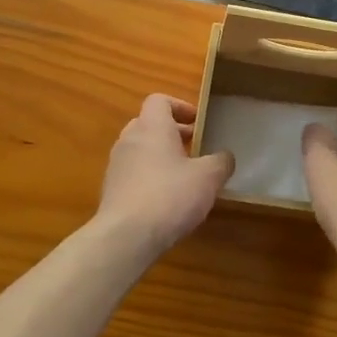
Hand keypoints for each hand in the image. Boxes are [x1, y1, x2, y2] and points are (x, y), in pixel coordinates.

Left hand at [95, 95, 234, 258]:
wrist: (126, 236)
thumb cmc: (170, 196)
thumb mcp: (208, 177)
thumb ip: (221, 162)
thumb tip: (225, 157)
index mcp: (152, 127)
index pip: (159, 100)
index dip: (180, 107)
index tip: (198, 122)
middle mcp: (129, 139)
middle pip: (149, 124)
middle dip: (172, 133)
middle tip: (195, 147)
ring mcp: (116, 165)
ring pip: (140, 149)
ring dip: (160, 156)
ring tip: (183, 176)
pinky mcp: (111, 190)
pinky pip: (133, 173)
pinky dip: (149, 177)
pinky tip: (166, 199)